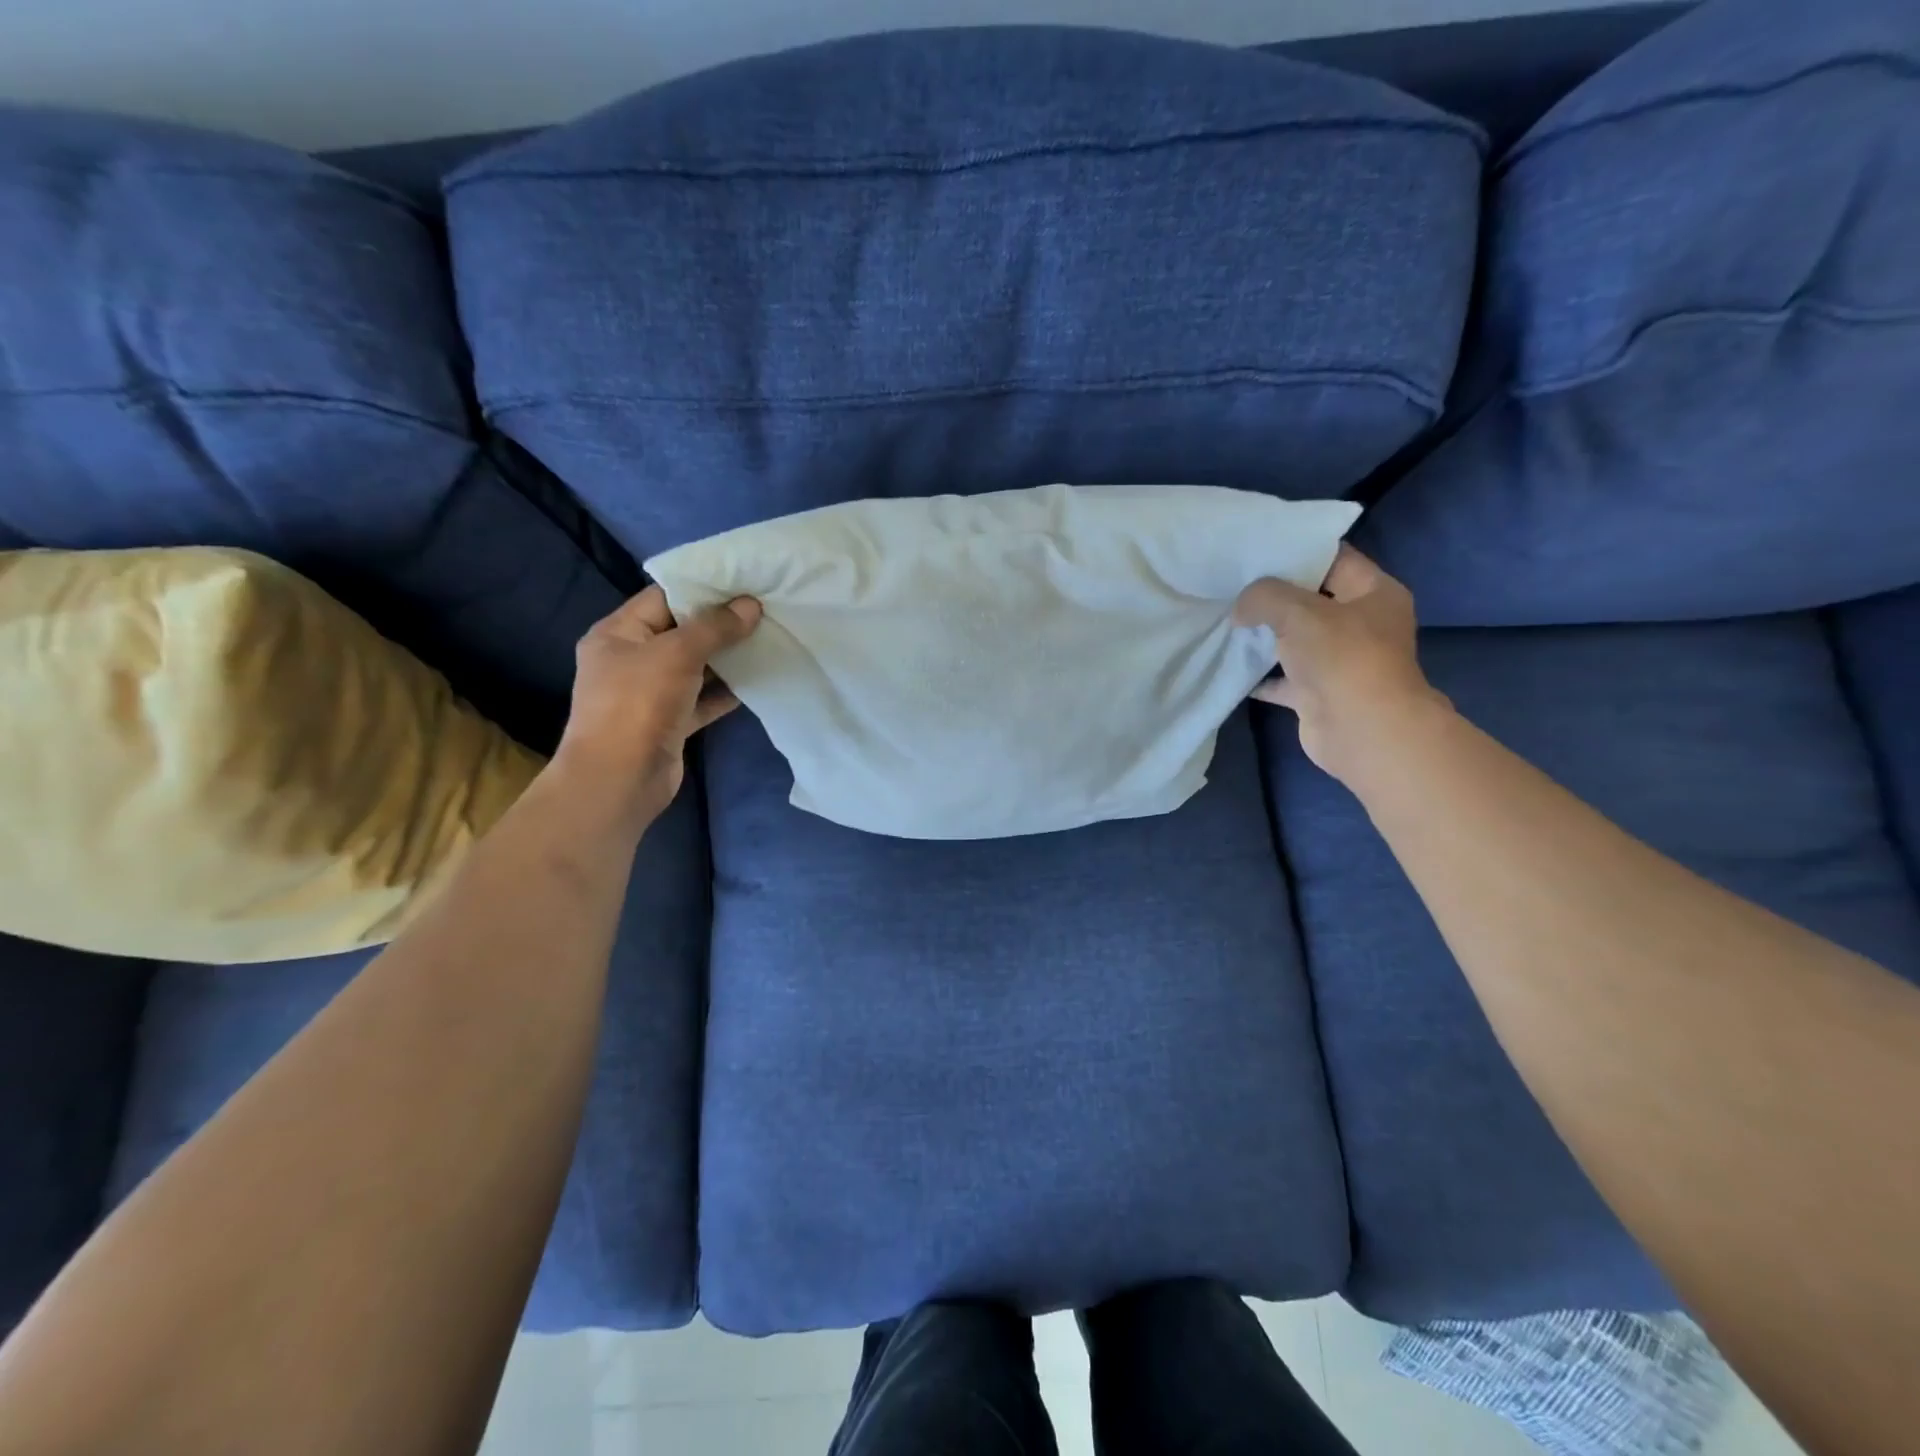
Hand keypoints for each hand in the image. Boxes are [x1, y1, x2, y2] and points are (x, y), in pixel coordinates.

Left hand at [555, 585, 760, 824]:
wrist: (621, 779)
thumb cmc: (638, 704)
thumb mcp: (676, 654)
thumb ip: (715, 627)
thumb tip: (751, 605)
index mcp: (617, 633)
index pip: (662, 597)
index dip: (701, 587)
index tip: (743, 582)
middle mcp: (630, 660)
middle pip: (680, 631)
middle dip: (720, 623)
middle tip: (762, 610)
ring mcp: (649, 694)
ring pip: (694, 667)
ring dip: (726, 658)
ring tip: (767, 640)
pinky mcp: (669, 723)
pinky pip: (701, 699)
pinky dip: (725, 692)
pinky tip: (756, 681)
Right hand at [1234, 546, 1448, 784]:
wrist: (1361, 731)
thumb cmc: (1342, 659)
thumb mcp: (1298, 612)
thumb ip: (1264, 597)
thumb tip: (1241, 609)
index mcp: (1375, 593)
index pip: (1334, 558)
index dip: (1297, 551)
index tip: (1256, 549)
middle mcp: (1363, 624)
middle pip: (1313, 599)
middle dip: (1274, 594)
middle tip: (1233, 584)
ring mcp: (1342, 661)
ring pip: (1297, 639)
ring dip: (1266, 634)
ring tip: (1226, 619)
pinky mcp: (1320, 693)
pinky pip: (1285, 677)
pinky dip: (1261, 674)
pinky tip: (1231, 664)